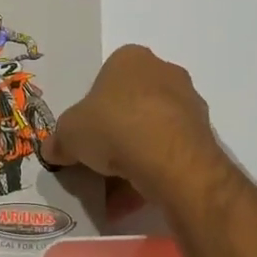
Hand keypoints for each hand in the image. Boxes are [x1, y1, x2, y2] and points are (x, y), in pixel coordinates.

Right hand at [41, 45, 221, 192]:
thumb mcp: (70, 133)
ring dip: (134, 157)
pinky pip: (170, 153)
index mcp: (131, 58)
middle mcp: (164, 72)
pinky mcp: (203, 135)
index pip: (106, 78)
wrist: (169, 158)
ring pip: (152, 131)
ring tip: (115, 190)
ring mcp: (188, 104)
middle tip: (97, 161)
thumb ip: (60, 140)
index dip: (91, 109)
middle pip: (131, 104)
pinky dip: (153, 172)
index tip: (84, 135)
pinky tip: (136, 198)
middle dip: (115, 133)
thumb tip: (53, 150)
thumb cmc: (114, 126)